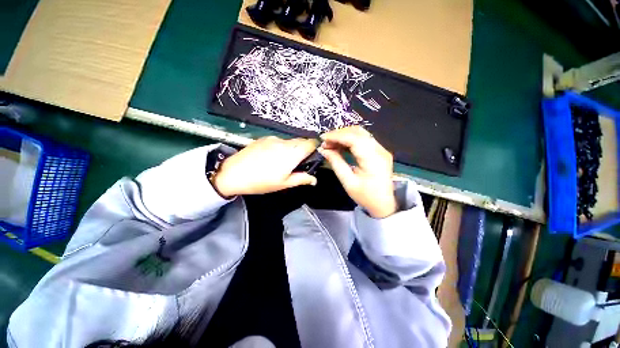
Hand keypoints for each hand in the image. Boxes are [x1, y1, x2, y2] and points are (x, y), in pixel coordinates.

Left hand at [212, 136, 317, 197]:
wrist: (233, 173)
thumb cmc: (261, 181)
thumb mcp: (284, 183)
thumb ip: (302, 179)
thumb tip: (314, 179)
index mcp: (292, 153)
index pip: (311, 143)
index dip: (315, 148)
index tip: (312, 157)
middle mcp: (284, 142)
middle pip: (301, 141)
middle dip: (303, 150)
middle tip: (297, 164)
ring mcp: (273, 139)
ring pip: (289, 141)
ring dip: (291, 149)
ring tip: (282, 163)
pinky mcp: (263, 139)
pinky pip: (278, 141)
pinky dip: (281, 147)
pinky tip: (271, 158)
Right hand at [318, 126, 396, 217]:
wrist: (384, 204)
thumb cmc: (366, 196)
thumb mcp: (348, 182)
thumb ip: (336, 163)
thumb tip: (323, 150)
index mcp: (373, 159)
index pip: (353, 138)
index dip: (336, 136)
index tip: (322, 138)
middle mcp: (379, 150)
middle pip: (358, 132)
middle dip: (339, 134)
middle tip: (325, 143)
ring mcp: (381, 149)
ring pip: (360, 134)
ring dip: (344, 136)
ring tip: (331, 144)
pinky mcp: (379, 151)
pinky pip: (363, 139)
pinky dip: (350, 140)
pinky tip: (340, 146)